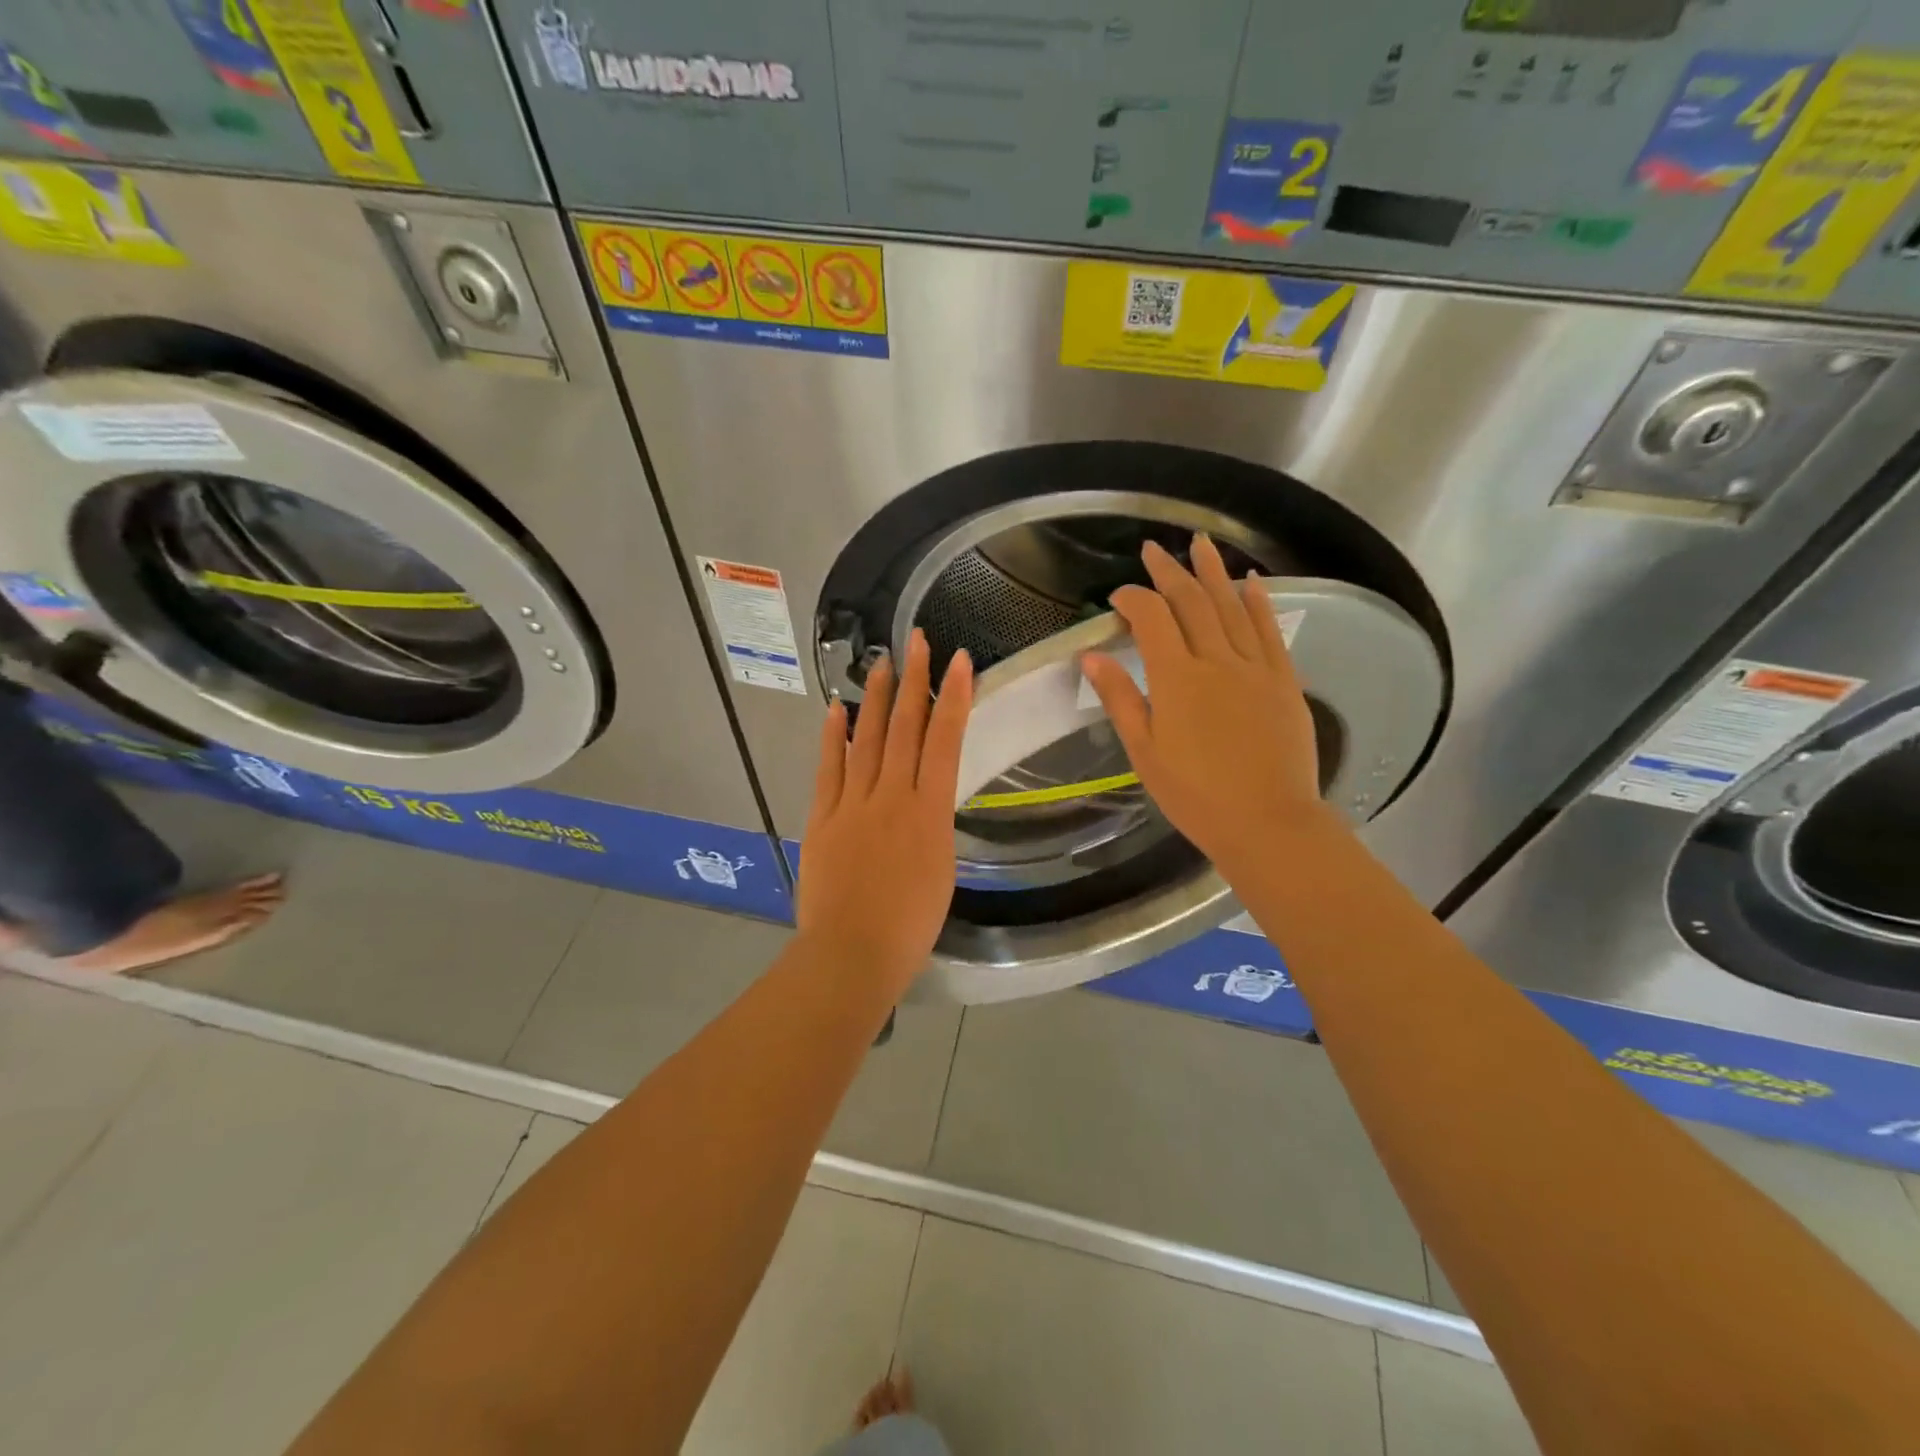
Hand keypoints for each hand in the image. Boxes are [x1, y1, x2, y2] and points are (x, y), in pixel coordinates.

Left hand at [797, 630, 973, 995]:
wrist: (852, 953)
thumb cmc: (910, 925)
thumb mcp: (941, 871)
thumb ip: (932, 826)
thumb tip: (925, 799)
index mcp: (929, 812)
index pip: (944, 741)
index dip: (953, 696)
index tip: (959, 660)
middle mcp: (891, 796)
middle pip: (905, 728)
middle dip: (913, 680)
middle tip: (916, 640)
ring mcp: (852, 804)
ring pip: (867, 739)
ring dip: (875, 698)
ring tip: (881, 662)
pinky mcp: (822, 818)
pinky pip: (829, 769)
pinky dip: (833, 737)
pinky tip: (837, 710)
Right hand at [1081, 536, 1338, 876]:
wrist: (1268, 822)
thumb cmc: (1195, 794)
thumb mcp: (1144, 752)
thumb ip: (1120, 699)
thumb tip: (1092, 657)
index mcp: (1176, 678)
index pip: (1151, 619)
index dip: (1132, 599)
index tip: (1118, 596)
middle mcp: (1216, 660)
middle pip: (1191, 602)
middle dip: (1169, 572)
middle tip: (1154, 549)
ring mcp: (1255, 667)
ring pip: (1231, 606)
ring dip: (1214, 572)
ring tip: (1201, 543)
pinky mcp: (1284, 680)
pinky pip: (1270, 630)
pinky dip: (1259, 602)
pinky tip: (1252, 582)